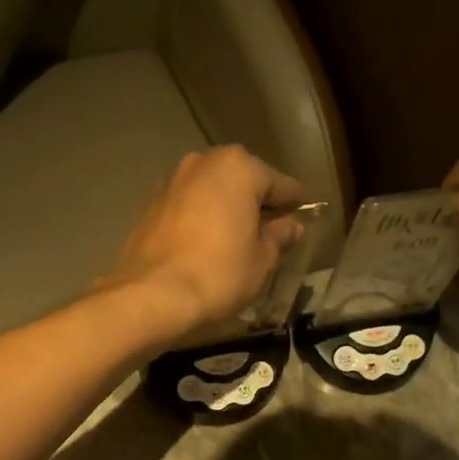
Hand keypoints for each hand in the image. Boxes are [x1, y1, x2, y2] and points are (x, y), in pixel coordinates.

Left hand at [102, 146, 306, 345]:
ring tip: (238, 239)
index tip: (307, 216)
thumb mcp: (262, 259)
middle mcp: (203, 163)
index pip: (280, 183)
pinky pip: (189, 205)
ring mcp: (173, 181)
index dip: (296, 203)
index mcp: (238, 168)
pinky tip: (208, 243)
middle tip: (272, 231)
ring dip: (227, 208)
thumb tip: (293, 226)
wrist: (152, 296)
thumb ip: (279, 236)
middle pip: (242, 180)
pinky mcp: (151, 204)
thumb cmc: (219, 274)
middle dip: (257, 202)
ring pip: (212, 191)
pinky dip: (202, 217)